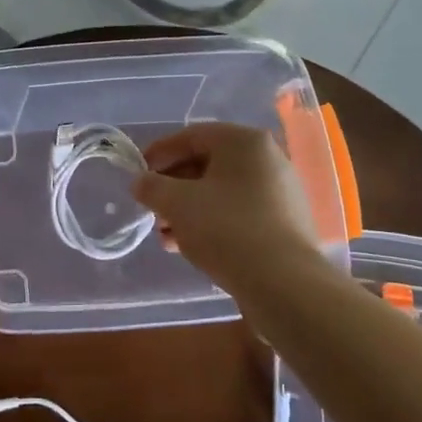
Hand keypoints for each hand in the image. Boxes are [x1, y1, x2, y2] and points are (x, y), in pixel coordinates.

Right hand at [133, 123, 319, 284]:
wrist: (284, 284)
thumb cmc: (225, 228)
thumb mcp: (176, 203)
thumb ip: (151, 187)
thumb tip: (140, 182)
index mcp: (244, 142)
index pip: (191, 136)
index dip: (159, 153)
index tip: (137, 174)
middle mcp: (267, 159)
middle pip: (207, 164)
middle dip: (173, 187)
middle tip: (151, 207)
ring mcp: (280, 192)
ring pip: (221, 192)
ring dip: (188, 209)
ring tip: (165, 235)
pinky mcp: (284, 224)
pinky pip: (239, 213)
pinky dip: (212, 222)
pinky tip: (190, 246)